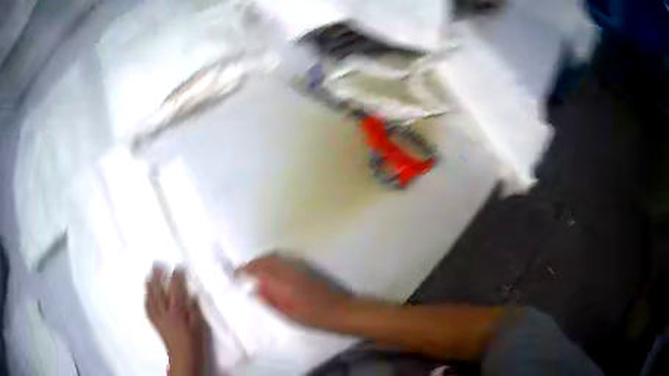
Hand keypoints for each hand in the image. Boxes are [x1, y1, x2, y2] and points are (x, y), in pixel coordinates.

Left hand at [145, 265, 204, 375]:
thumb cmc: (194, 343)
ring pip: (151, 298)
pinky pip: (148, 309)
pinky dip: (146, 300)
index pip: (176, 291)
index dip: (176, 278)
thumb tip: (191, 295)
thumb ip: (194, 310)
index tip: (178, 267)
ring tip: (149, 275)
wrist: (183, 357)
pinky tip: (146, 294)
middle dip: (157, 277)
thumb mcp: (199, 327)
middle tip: (157, 265)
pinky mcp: (155, 323)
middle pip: (159, 292)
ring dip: (149, 285)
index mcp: (177, 313)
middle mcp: (165, 313)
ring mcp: (158, 318)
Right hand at [239, 254, 353, 328]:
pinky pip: (286, 258)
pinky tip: (274, 270)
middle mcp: (289, 268)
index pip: (258, 268)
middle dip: (253, 263)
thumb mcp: (287, 314)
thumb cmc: (312, 316)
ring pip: (276, 256)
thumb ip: (270, 300)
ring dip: (264, 260)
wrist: (339, 309)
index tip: (237, 274)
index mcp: (282, 281)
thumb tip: (255, 289)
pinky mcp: (308, 266)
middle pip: (266, 258)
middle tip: (245, 272)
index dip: (245, 269)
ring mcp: (299, 265)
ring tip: (257, 271)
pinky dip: (275, 261)